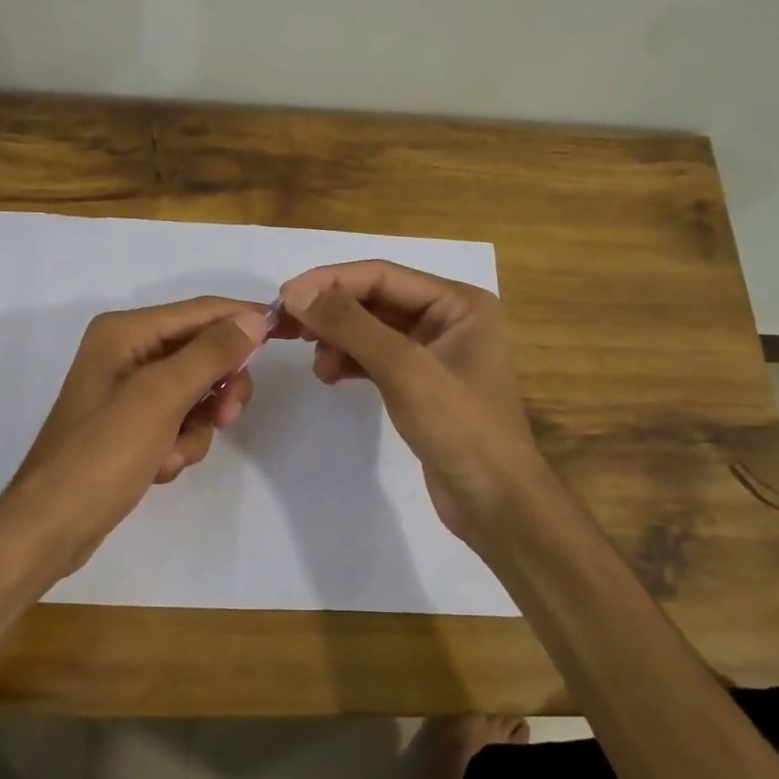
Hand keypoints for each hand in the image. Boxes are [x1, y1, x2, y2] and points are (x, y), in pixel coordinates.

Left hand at [5, 297, 267, 573]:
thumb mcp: (161, 397)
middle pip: (202, 353)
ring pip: (196, 393)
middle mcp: (127, 352)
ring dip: (195, 427)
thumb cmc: (103, 453)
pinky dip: (178, 445)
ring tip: (171, 454)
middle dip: (217, 388)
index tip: (289, 332)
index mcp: (126, 332)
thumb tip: (255, 319)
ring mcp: (128, 391)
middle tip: (226, 417)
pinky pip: (178, 422)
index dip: (245, 319)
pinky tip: (158, 467)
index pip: (201, 312)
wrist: (52, 525)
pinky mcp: (132, 425)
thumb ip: (211, 354)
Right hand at [278, 261, 553, 551]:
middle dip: (332, 313)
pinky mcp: (421, 383)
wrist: (495, 503)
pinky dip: (351, 361)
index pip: (382, 275)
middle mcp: (449, 317)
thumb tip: (296, 292)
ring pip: (372, 329)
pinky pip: (377, 357)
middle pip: (375, 300)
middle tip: (287, 330)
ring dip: (339, 339)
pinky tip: (330, 375)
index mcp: (459, 302)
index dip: (331, 282)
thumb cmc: (460, 428)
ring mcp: (435, 351)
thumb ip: (350, 325)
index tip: (283, 298)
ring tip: (317, 366)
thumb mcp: (403, 369)